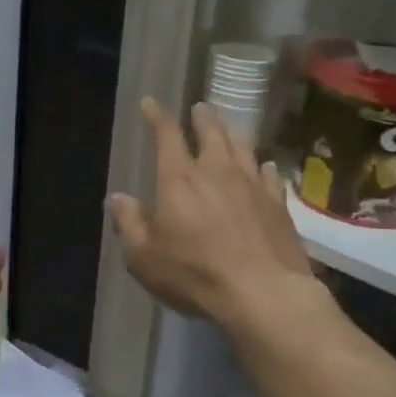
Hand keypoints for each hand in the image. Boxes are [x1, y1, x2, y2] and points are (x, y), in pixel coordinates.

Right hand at [108, 99, 316, 331]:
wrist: (262, 293)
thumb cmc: (195, 274)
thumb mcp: (144, 257)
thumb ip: (130, 224)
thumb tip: (117, 198)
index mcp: (179, 179)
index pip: (166, 136)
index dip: (157, 117)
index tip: (151, 103)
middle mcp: (217, 171)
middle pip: (211, 132)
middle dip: (202, 118)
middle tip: (199, 108)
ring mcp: (252, 185)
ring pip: (243, 147)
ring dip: (232, 134)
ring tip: (228, 129)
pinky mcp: (278, 204)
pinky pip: (269, 174)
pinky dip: (262, 166)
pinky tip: (264, 167)